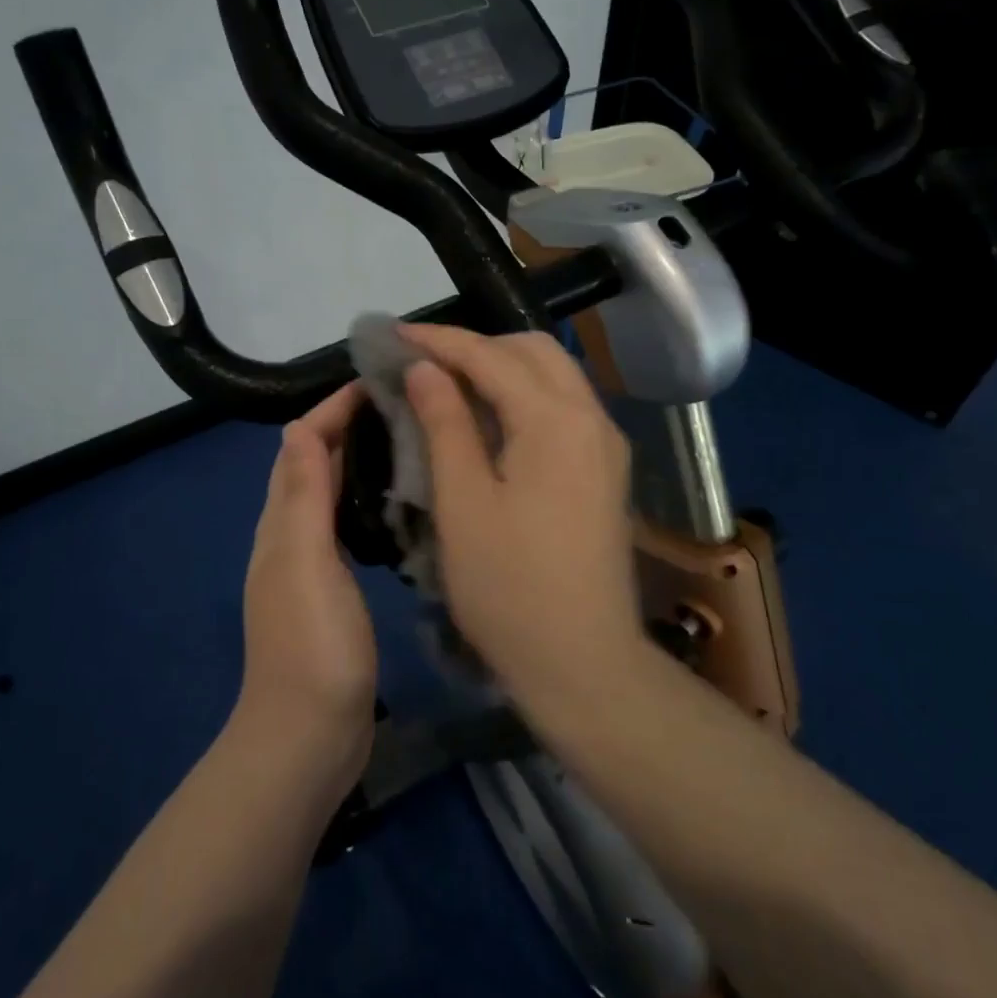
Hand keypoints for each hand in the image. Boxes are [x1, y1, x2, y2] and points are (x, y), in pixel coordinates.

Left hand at [237, 382, 377, 796]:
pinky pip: (345, 528)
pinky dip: (365, 502)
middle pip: (314, 465)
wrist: (308, 737)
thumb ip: (303, 497)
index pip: (302, 446)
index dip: (332, 409)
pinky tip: (397, 505)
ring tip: (407, 440)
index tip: (377, 381)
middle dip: (348, 427)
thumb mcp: (305, 562)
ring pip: (330, 495)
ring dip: (358, 461)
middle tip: (403, 404)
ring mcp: (311, 566)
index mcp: (282, 524)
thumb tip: (298, 427)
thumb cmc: (312, 646)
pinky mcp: (333, 592)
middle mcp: (290, 537)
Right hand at [398, 324, 643, 693]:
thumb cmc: (509, 587)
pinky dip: (522, 398)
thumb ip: (444, 423)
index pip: (490, 356)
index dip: (438, 341)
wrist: (583, 662)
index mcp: (556, 421)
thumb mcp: (462, 502)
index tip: (391, 335)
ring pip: (552, 377)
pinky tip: (488, 421)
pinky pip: (562, 409)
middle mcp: (592, 418)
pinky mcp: (605, 471)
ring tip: (447, 386)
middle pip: (532, 351)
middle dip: (475, 346)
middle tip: (421, 364)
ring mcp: (605, 445)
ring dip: (501, 369)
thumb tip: (425, 368)